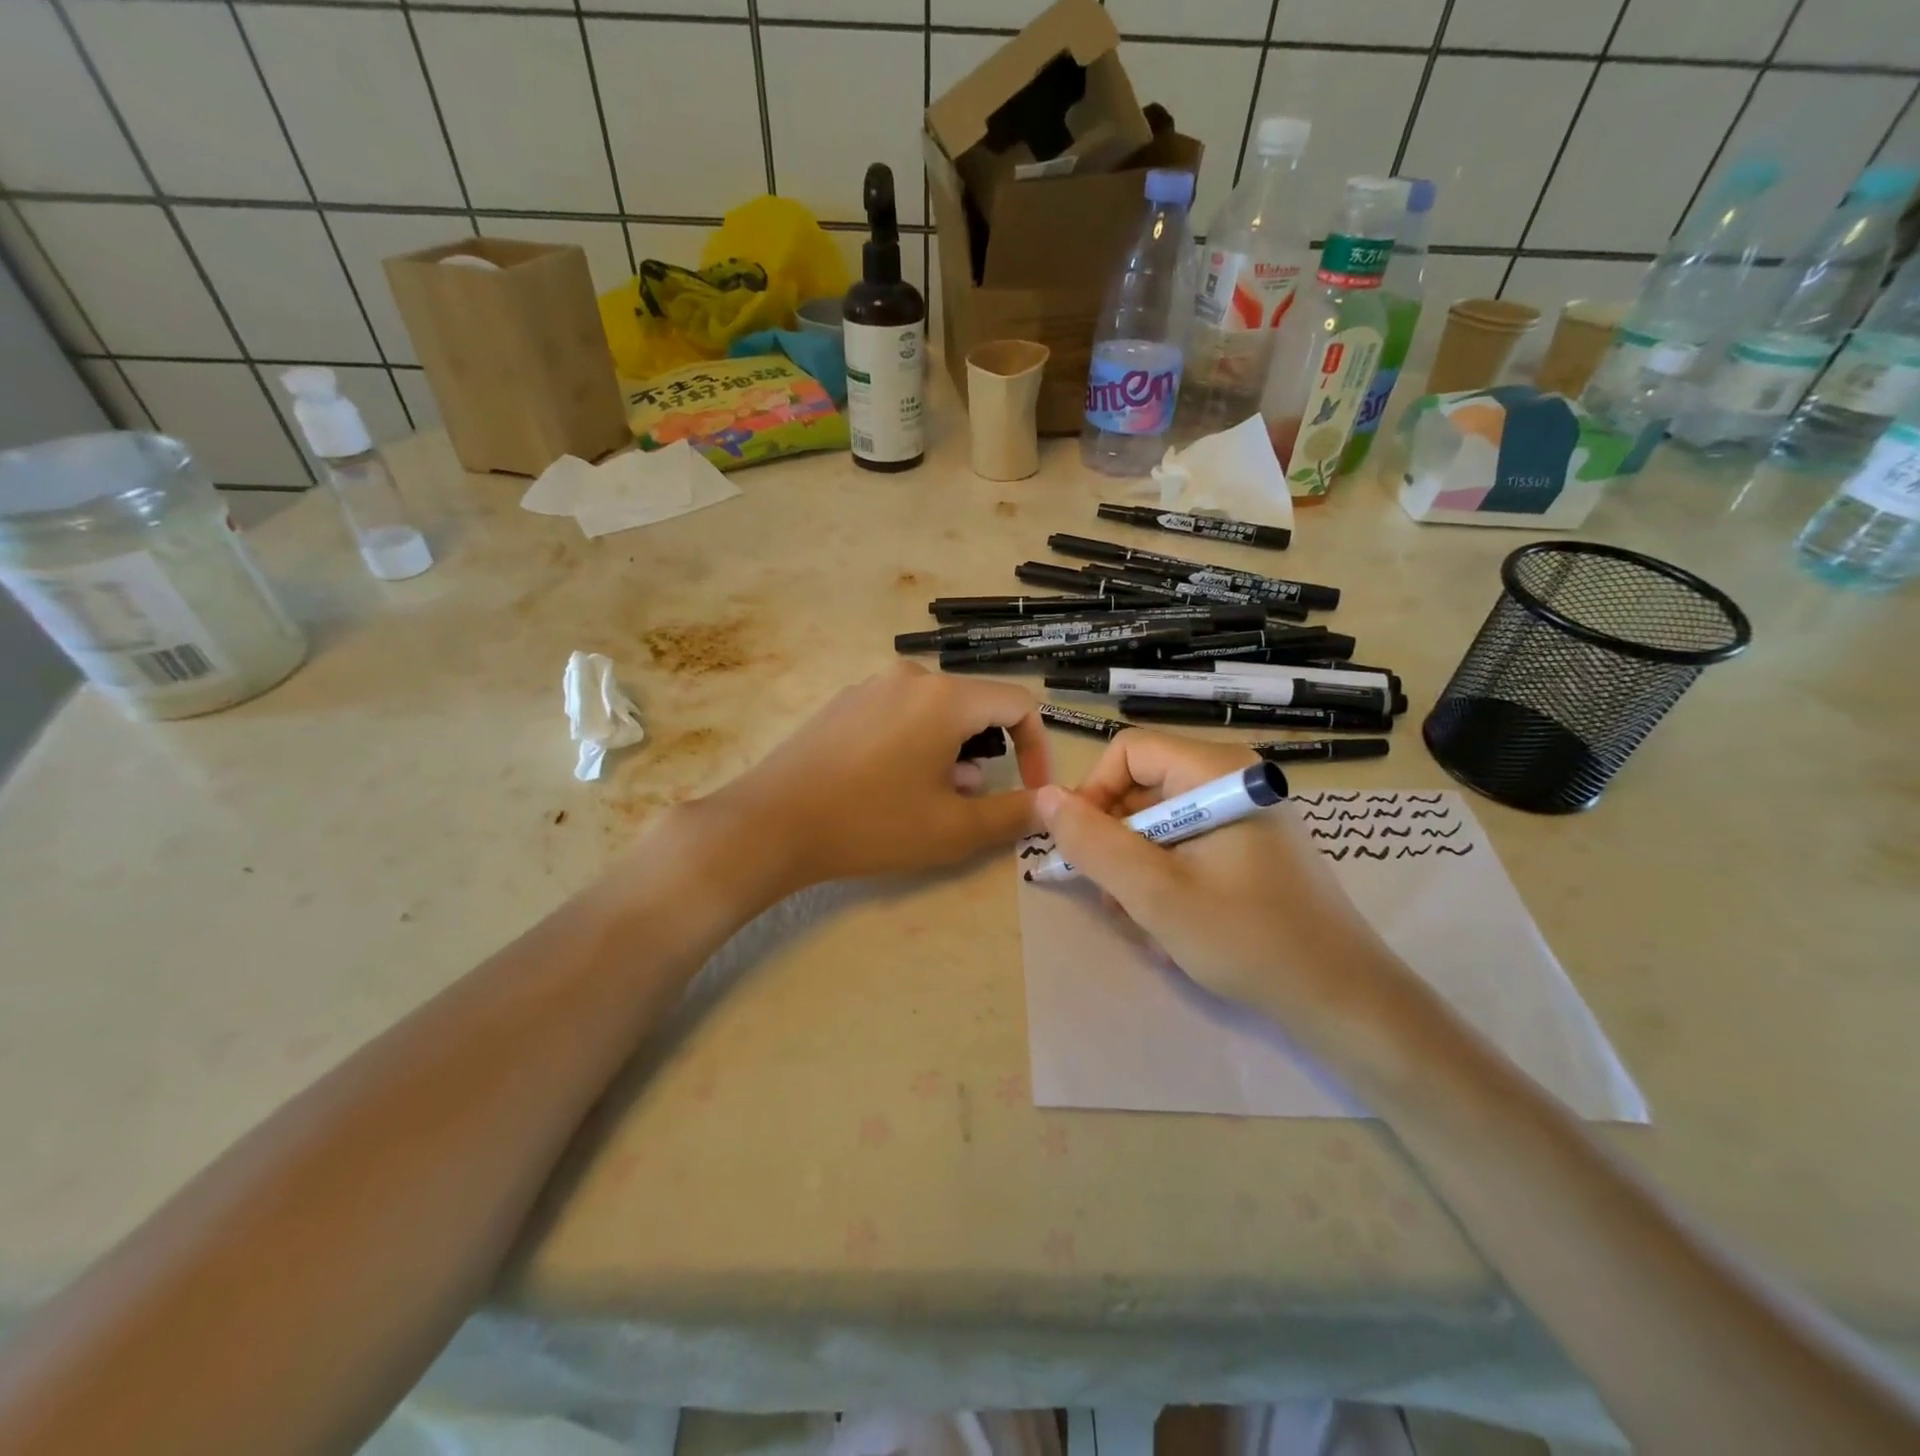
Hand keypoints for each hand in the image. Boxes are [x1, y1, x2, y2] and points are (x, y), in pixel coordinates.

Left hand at [703, 662, 1050, 894]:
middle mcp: (910, 677)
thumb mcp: (953, 829)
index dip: (1037, 747)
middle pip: (975, 706)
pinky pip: (900, 714)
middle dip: (988, 753)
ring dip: (951, 752)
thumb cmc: (870, 824)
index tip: (1030, 790)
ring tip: (931, 798)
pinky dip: (916, 744)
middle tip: (969, 800)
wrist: (770, 824)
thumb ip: (1012, 814)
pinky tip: (890, 785)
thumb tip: (1048, 805)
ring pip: (936, 711)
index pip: (1018, 704)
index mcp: (945, 697)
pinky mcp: (844, 703)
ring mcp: (871, 686)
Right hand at [1034, 730, 1409, 1042]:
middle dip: (1116, 841)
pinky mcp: (1251, 845)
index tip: (1082, 847)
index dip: (1093, 792)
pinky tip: (1171, 923)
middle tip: (1112, 896)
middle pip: (1143, 786)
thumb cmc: (1248, 939)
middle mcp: (1233, 779)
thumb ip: (1094, 843)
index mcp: (1218, 771)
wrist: (1343, 998)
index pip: (1129, 751)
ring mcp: (1245, 813)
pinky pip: (1187, 844)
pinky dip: (1166, 877)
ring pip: (1160, 821)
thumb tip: (1045, 799)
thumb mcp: (1155, 894)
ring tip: (1143, 919)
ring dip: (1138, 867)